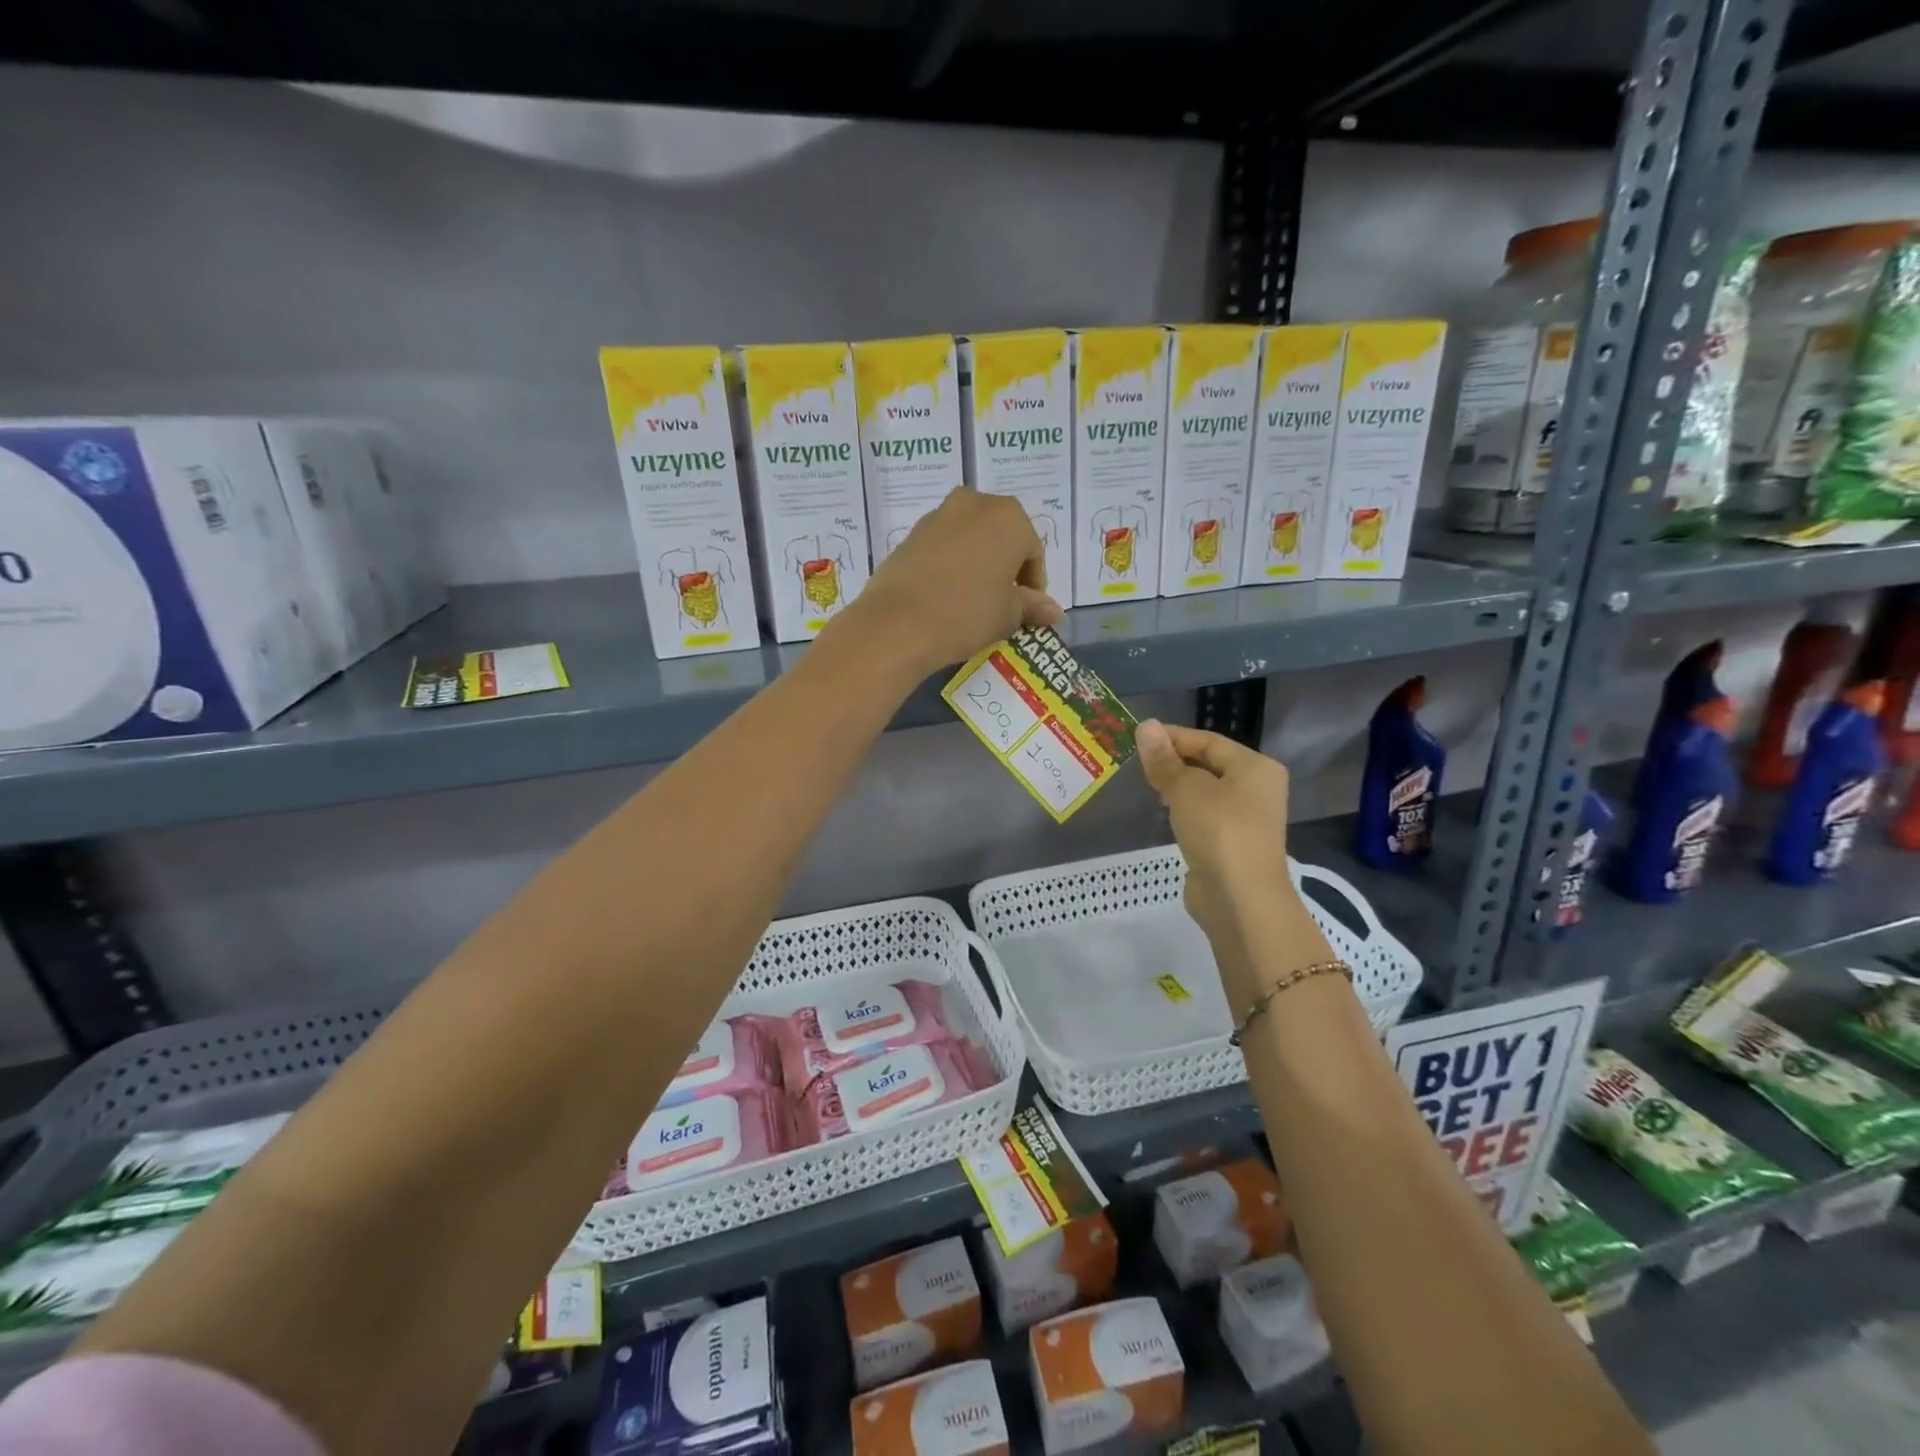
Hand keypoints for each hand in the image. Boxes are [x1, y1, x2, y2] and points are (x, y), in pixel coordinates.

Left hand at [845, 488, 1062, 673]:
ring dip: (977, 563)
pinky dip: (951, 565)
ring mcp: (939, 515)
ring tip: (972, 600)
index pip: (1032, 552)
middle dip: (1005, 566)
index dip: (1033, 584)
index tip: (1027, 610)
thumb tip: (1055, 612)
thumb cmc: (967, 614)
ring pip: (970, 539)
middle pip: (1001, 537)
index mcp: (1010, 517)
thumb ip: (1032, 606)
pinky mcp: (910, 533)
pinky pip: (943, 547)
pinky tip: (945, 595)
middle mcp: (975, 504)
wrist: (898, 622)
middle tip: (1002, 602)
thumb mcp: (1008, 615)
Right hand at [1136, 720, 1293, 957]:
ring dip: (1179, 787)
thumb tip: (1145, 726)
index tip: (1137, 736)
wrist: (1240, 899)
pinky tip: (1165, 814)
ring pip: (1207, 792)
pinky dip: (1185, 811)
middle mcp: (1258, 789)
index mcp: (1255, 767)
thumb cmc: (1219, 831)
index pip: (1208, 741)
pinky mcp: (1234, 845)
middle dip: (1174, 761)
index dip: (1172, 736)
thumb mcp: (1185, 789)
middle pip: (1210, 765)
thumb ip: (1164, 760)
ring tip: (1147, 785)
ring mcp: (1248, 820)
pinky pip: (1206, 817)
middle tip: (1137, 761)